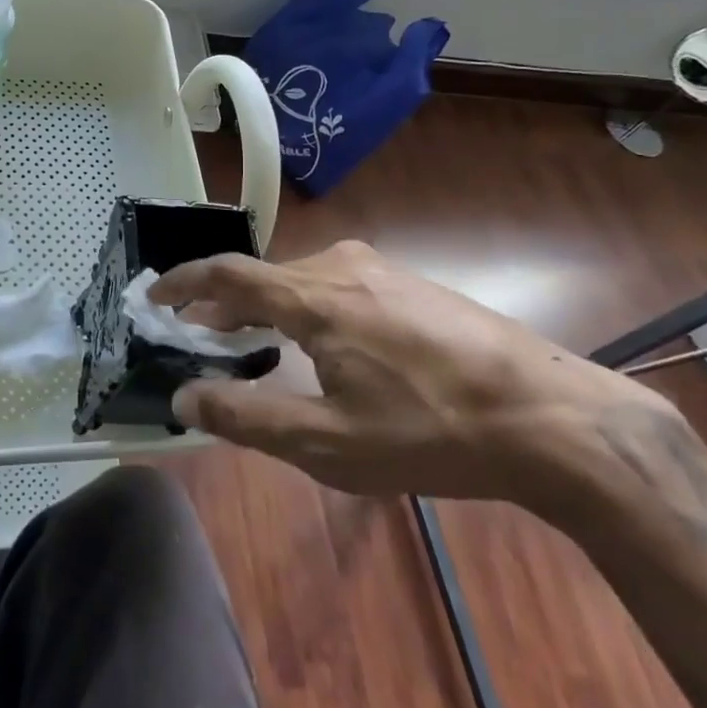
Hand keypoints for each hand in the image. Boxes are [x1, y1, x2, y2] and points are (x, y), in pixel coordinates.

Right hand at [150, 241, 665, 501]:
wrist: (554, 418)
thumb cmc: (431, 432)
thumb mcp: (328, 442)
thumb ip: (246, 417)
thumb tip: (182, 397)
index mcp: (314, 296)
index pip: (227, 274)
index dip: (182, 283)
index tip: (152, 296)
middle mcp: (341, 266)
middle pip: (262, 276)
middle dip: (221, 304)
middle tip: (195, 334)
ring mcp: (382, 270)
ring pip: (300, 279)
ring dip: (264, 306)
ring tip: (248, 340)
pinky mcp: (412, 284)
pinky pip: (336, 284)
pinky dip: (303, 306)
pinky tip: (317, 342)